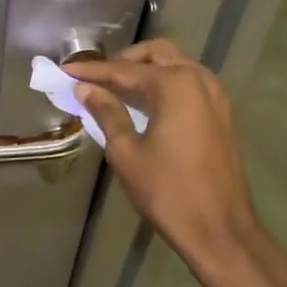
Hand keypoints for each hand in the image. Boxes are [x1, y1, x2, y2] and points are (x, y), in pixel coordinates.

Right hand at [67, 41, 286, 286]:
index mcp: (174, 84)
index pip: (124, 70)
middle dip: (124, 61)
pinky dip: (164, 84)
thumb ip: (107, 113)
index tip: (65, 71)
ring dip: (146, 70)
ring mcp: (215, 96)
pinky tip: (144, 104)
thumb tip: (87, 89)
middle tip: (96, 78)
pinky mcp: (221, 114)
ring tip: (116, 90)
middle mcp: (198, 79)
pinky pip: (188, 83)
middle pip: (156, 54)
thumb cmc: (168, 192)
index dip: (92, 71)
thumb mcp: (127, 152)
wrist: (221, 232)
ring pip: (175, 64)